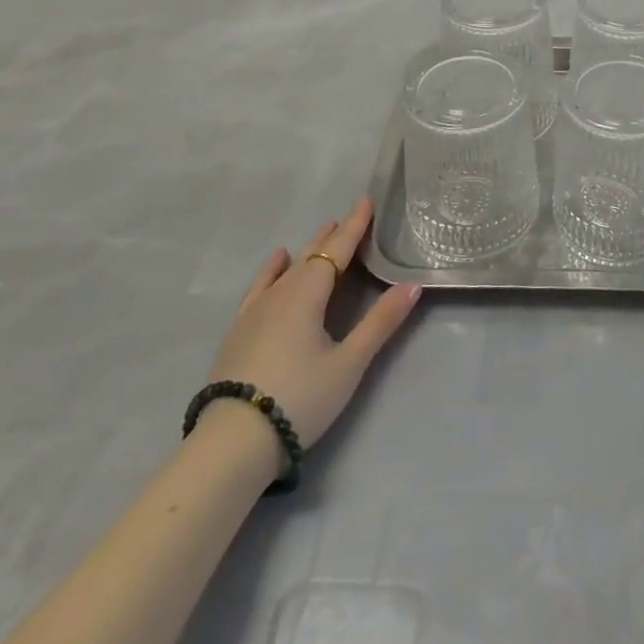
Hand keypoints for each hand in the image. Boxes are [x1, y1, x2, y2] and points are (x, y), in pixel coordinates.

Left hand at [203, 195, 421, 472]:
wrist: (230, 444)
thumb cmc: (299, 399)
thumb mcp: (349, 363)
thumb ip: (381, 322)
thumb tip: (413, 285)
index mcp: (309, 293)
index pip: (337, 250)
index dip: (354, 225)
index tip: (365, 199)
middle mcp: (281, 292)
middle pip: (312, 255)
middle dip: (333, 235)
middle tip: (350, 217)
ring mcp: (255, 311)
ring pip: (288, 269)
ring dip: (308, 249)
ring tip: (321, 233)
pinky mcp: (239, 330)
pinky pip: (260, 287)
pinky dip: (271, 270)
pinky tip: (276, 262)